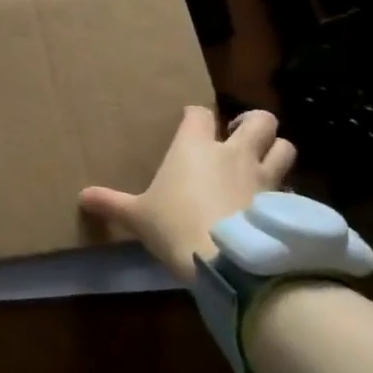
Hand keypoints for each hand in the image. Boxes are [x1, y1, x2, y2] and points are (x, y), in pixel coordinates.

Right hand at [79, 105, 295, 280]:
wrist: (227, 259)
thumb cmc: (174, 224)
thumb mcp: (137, 216)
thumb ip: (111, 204)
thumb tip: (81, 197)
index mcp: (194, 147)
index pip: (199, 113)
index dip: (195, 116)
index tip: (190, 123)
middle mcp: (233, 153)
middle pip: (260, 120)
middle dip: (253, 123)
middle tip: (239, 136)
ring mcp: (263, 177)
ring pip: (285, 147)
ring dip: (276, 151)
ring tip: (263, 162)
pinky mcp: (283, 204)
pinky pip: (290, 188)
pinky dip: (284, 192)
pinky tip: (271, 206)